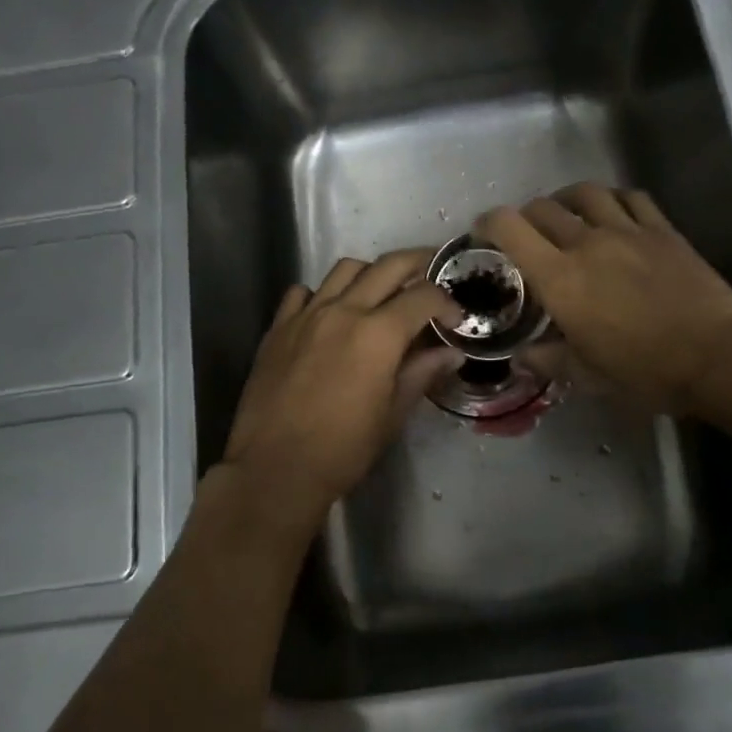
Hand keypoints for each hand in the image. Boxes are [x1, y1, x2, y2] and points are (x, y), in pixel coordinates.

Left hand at [221, 248, 462, 526]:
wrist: (275, 469)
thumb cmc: (343, 449)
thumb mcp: (393, 414)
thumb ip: (422, 373)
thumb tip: (451, 353)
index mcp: (378, 333)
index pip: (423, 296)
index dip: (446, 302)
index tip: (455, 318)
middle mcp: (344, 310)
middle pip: (388, 266)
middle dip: (418, 263)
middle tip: (432, 273)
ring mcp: (306, 315)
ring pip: (345, 269)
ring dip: (371, 272)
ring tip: (382, 291)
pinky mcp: (278, 328)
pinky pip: (303, 292)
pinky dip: (323, 293)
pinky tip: (331, 312)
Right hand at [478, 185, 731, 414]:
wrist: (716, 357)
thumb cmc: (645, 371)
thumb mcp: (586, 375)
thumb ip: (548, 359)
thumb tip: (522, 356)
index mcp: (560, 278)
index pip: (510, 228)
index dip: (488, 223)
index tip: (484, 233)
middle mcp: (587, 243)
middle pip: (543, 207)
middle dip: (525, 217)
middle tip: (526, 236)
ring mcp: (628, 231)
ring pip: (585, 193)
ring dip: (566, 200)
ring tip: (566, 215)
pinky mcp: (662, 230)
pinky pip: (631, 198)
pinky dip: (612, 200)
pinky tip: (612, 214)